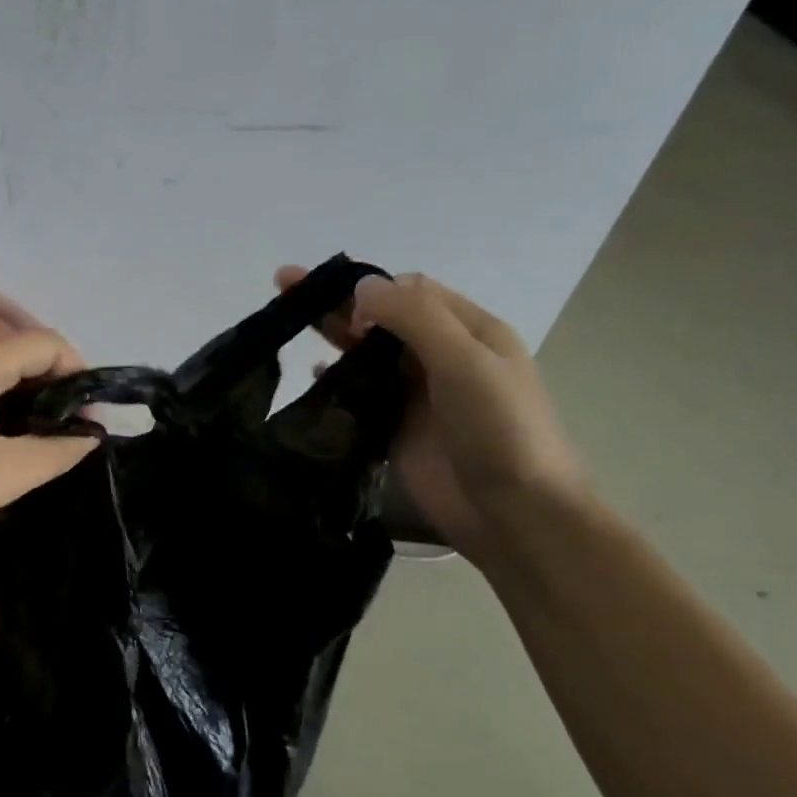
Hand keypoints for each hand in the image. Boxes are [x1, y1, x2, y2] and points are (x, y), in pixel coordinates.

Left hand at [0, 330, 98, 571]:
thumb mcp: (3, 475)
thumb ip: (56, 453)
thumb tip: (89, 437)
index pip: (44, 342)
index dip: (78, 373)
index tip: (92, 419)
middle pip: (15, 359)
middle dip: (52, 393)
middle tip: (69, 442)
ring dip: (21, 410)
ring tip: (35, 455)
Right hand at [277, 267, 588, 560]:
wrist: (512, 511)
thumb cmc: (500, 430)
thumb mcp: (466, 361)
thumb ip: (415, 319)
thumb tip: (362, 285)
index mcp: (468, 331)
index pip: (410, 291)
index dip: (370, 289)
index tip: (342, 309)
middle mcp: (439, 355)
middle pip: (381, 317)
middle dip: (336, 300)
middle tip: (284, 285)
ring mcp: (415, 392)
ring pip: (365, 353)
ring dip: (331, 335)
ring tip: (284, 324)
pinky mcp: (393, 426)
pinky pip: (358, 392)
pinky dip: (333, 378)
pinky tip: (310, 375)